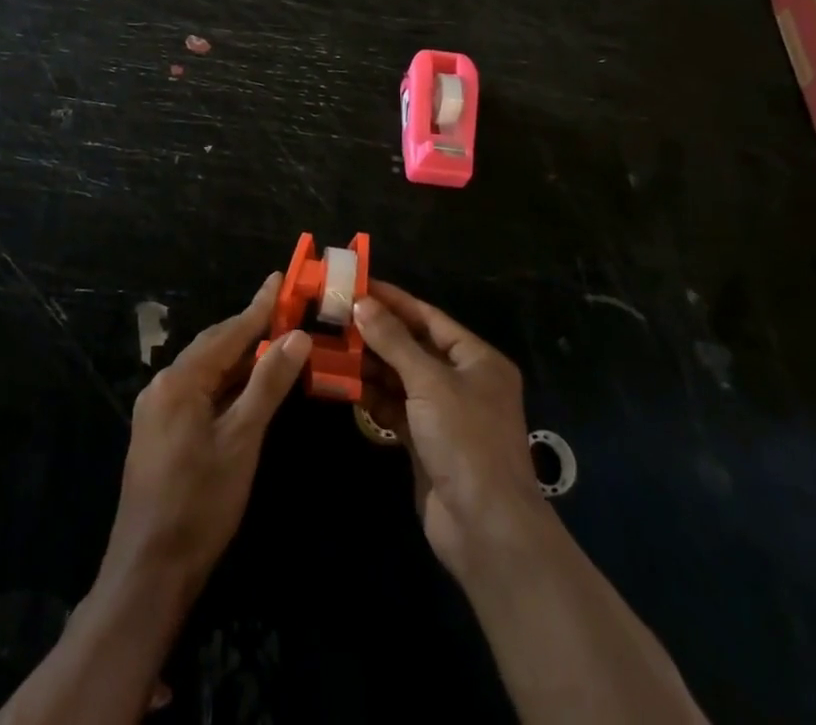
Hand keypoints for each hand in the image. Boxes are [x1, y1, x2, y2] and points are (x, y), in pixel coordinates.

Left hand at [100, 273, 312, 597]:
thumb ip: (268, 383)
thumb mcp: (242, 440)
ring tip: (271, 341)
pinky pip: (196, 391)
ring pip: (205, 369)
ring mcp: (156, 409)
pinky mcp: (158, 432)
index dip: (259, 306)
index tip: (281, 278)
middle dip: (249, 327)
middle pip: (214, 346)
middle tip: (283, 308)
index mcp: (181, 379)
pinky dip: (224, 382)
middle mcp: (163, 384)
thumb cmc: (201, 503)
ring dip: (238, 356)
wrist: (148, 572)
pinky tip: (243, 387)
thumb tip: (297, 336)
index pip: (229, 332)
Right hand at [355, 282, 550, 576]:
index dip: (393, 300)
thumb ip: (393, 341)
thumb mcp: (430, 382)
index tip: (356, 285)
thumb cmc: (466, 441)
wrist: (486, 531)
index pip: (428, 318)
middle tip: (333, 316)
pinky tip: (343, 384)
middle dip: (375, 333)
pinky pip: (395, 409)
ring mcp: (444, 414)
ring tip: (330, 347)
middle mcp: (462, 381)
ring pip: (400, 378)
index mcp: (477, 359)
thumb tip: (361, 303)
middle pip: (412, 347)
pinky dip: (372, 397)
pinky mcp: (426, 443)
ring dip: (369, 365)